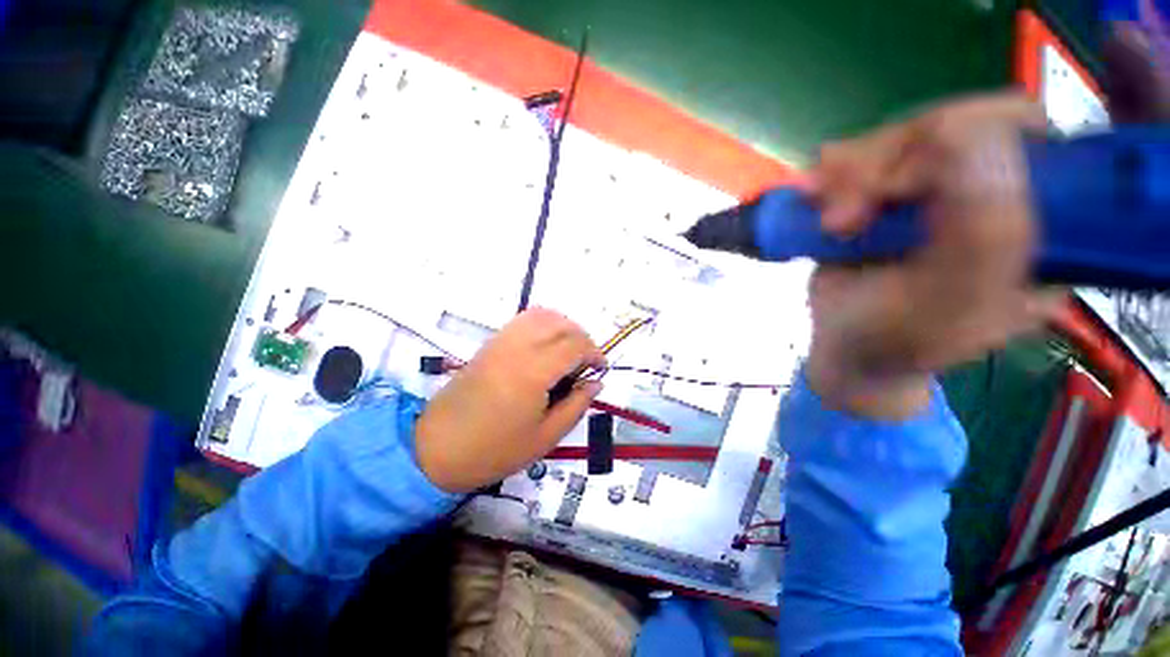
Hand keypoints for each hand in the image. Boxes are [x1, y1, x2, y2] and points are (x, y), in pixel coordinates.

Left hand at [416, 308, 604, 491]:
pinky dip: (543, 324)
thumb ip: (576, 405)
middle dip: (582, 338)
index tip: (600, 369)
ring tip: (568, 351)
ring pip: (542, 315)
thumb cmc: (494, 449)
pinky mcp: (491, 343)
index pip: (574, 345)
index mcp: (533, 372)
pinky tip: (546, 346)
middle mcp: (518, 347)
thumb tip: (595, 383)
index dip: (594, 353)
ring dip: (563, 327)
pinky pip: (523, 320)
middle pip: (561, 324)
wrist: (437, 448)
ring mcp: (501, 341)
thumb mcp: (545, 437)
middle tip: (586, 362)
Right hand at [805, 94, 1063, 418]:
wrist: (846, 352)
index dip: (961, 137)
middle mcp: (989, 192)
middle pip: (947, 125)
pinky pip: (859, 156)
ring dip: (849, 177)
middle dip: (885, 166)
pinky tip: (813, 197)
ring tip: (827, 225)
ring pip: (896, 138)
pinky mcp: (885, 195)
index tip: (901, 189)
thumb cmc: (896, 341)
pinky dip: (829, 175)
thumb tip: (976, 133)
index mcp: (1037, 219)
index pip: (1022, 129)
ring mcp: (932, 190)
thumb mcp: (948, 306)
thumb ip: (983, 233)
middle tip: (843, 220)